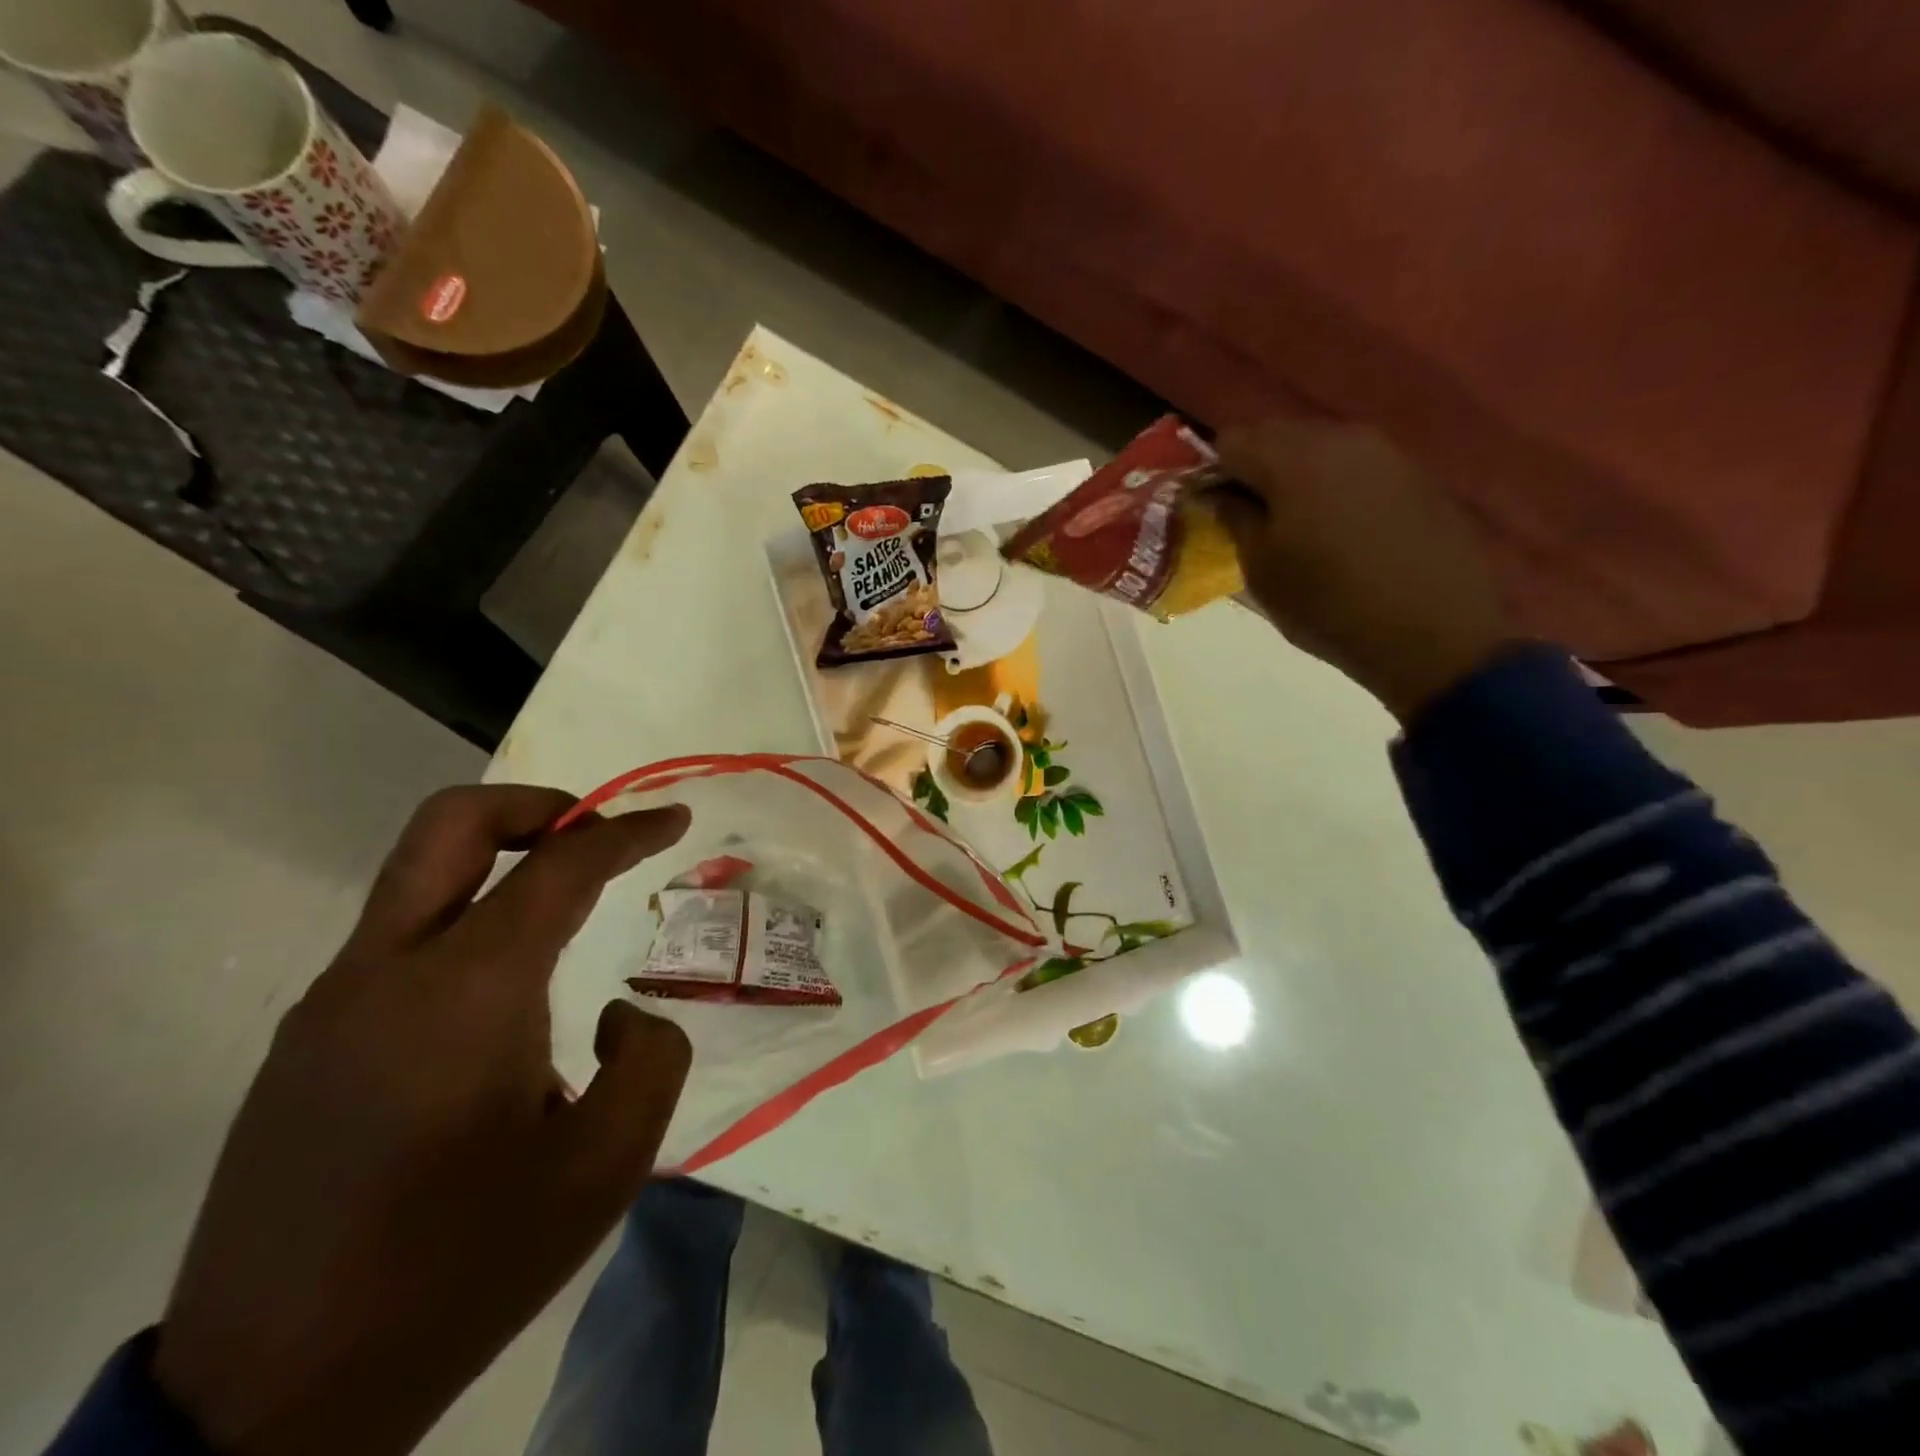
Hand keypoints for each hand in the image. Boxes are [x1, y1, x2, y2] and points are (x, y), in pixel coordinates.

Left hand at [152, 786, 693, 1455]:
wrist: (273, 1398)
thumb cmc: (463, 1265)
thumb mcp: (608, 1165)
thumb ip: (650, 1058)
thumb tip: (616, 1014)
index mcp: (468, 991)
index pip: (560, 866)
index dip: (627, 831)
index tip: (675, 819)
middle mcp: (386, 972)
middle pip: (451, 823)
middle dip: (536, 806)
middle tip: (595, 833)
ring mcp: (329, 1004)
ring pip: (417, 877)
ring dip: (498, 863)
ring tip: (564, 910)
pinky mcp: (303, 1043)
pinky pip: (397, 940)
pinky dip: (464, 921)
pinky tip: (500, 997)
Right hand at [1211, 420, 1511, 720]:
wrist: (1433, 633)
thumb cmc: (1327, 605)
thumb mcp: (1261, 569)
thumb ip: (1234, 518)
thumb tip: (1219, 493)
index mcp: (1293, 457)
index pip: (1230, 440)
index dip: (1214, 474)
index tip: (1214, 510)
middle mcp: (1340, 437)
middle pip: (1276, 435)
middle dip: (1254, 470)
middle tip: (1250, 519)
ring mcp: (1385, 452)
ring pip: (1318, 448)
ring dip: (1295, 478)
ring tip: (1295, 526)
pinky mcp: (1415, 474)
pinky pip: (1355, 466)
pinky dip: (1334, 487)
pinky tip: (1340, 530)